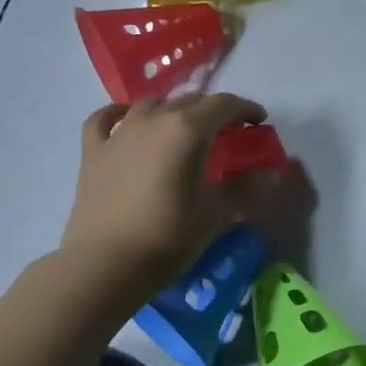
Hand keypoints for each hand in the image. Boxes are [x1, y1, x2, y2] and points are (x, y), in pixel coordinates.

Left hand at [60, 94, 276, 303]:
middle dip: (213, 111)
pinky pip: (106, 119)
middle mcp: (153, 120)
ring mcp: (119, 133)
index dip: (245, 109)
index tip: (259, 122)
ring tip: (185, 128)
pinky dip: (121, 114)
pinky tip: (127, 120)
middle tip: (228, 131)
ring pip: (151, 105)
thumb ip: (246, 186)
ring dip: (174, 110)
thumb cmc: (169, 235)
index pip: (224, 105)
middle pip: (190, 101)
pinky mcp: (93, 151)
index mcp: (187, 129)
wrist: (106, 264)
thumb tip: (272, 173)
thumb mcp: (217, 212)